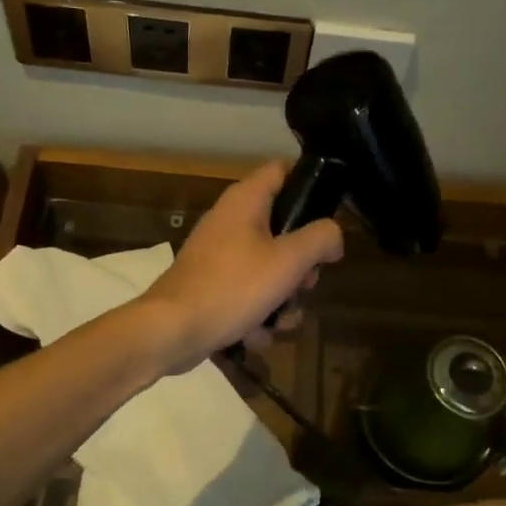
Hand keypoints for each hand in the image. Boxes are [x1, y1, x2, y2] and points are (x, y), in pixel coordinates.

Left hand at [136, 160, 343, 375]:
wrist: (172, 330)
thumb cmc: (233, 287)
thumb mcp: (288, 261)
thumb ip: (320, 239)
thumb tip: (333, 235)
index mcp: (245, 201)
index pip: (282, 170)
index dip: (309, 187)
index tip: (327, 219)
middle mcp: (230, 220)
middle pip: (282, 228)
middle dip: (300, 264)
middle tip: (305, 285)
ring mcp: (218, 255)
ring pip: (268, 269)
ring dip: (282, 299)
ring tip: (279, 320)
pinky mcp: (211, 285)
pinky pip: (247, 294)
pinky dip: (255, 316)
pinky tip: (253, 334)